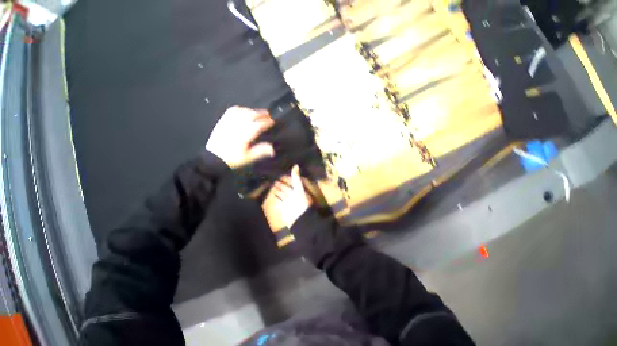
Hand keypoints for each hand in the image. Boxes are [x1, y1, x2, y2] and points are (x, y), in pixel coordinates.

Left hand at [206, 106, 274, 167]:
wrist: (213, 158)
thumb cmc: (231, 159)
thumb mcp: (247, 157)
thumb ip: (260, 151)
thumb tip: (272, 149)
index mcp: (245, 135)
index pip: (260, 124)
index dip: (267, 122)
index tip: (272, 122)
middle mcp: (238, 125)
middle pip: (253, 114)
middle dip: (262, 114)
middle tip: (267, 116)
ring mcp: (230, 121)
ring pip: (244, 111)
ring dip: (252, 111)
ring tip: (256, 114)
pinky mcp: (223, 120)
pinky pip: (233, 110)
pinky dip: (241, 109)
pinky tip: (243, 112)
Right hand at [271, 165, 311, 228]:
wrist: (298, 218)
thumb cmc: (300, 202)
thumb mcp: (299, 188)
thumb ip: (296, 178)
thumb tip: (296, 165)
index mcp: (298, 190)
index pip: (291, 182)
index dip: (286, 178)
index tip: (280, 173)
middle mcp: (293, 195)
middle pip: (285, 188)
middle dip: (280, 183)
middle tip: (273, 177)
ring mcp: (288, 202)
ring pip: (282, 193)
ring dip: (277, 190)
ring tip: (271, 184)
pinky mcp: (283, 207)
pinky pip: (278, 201)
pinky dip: (275, 197)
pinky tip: (271, 194)